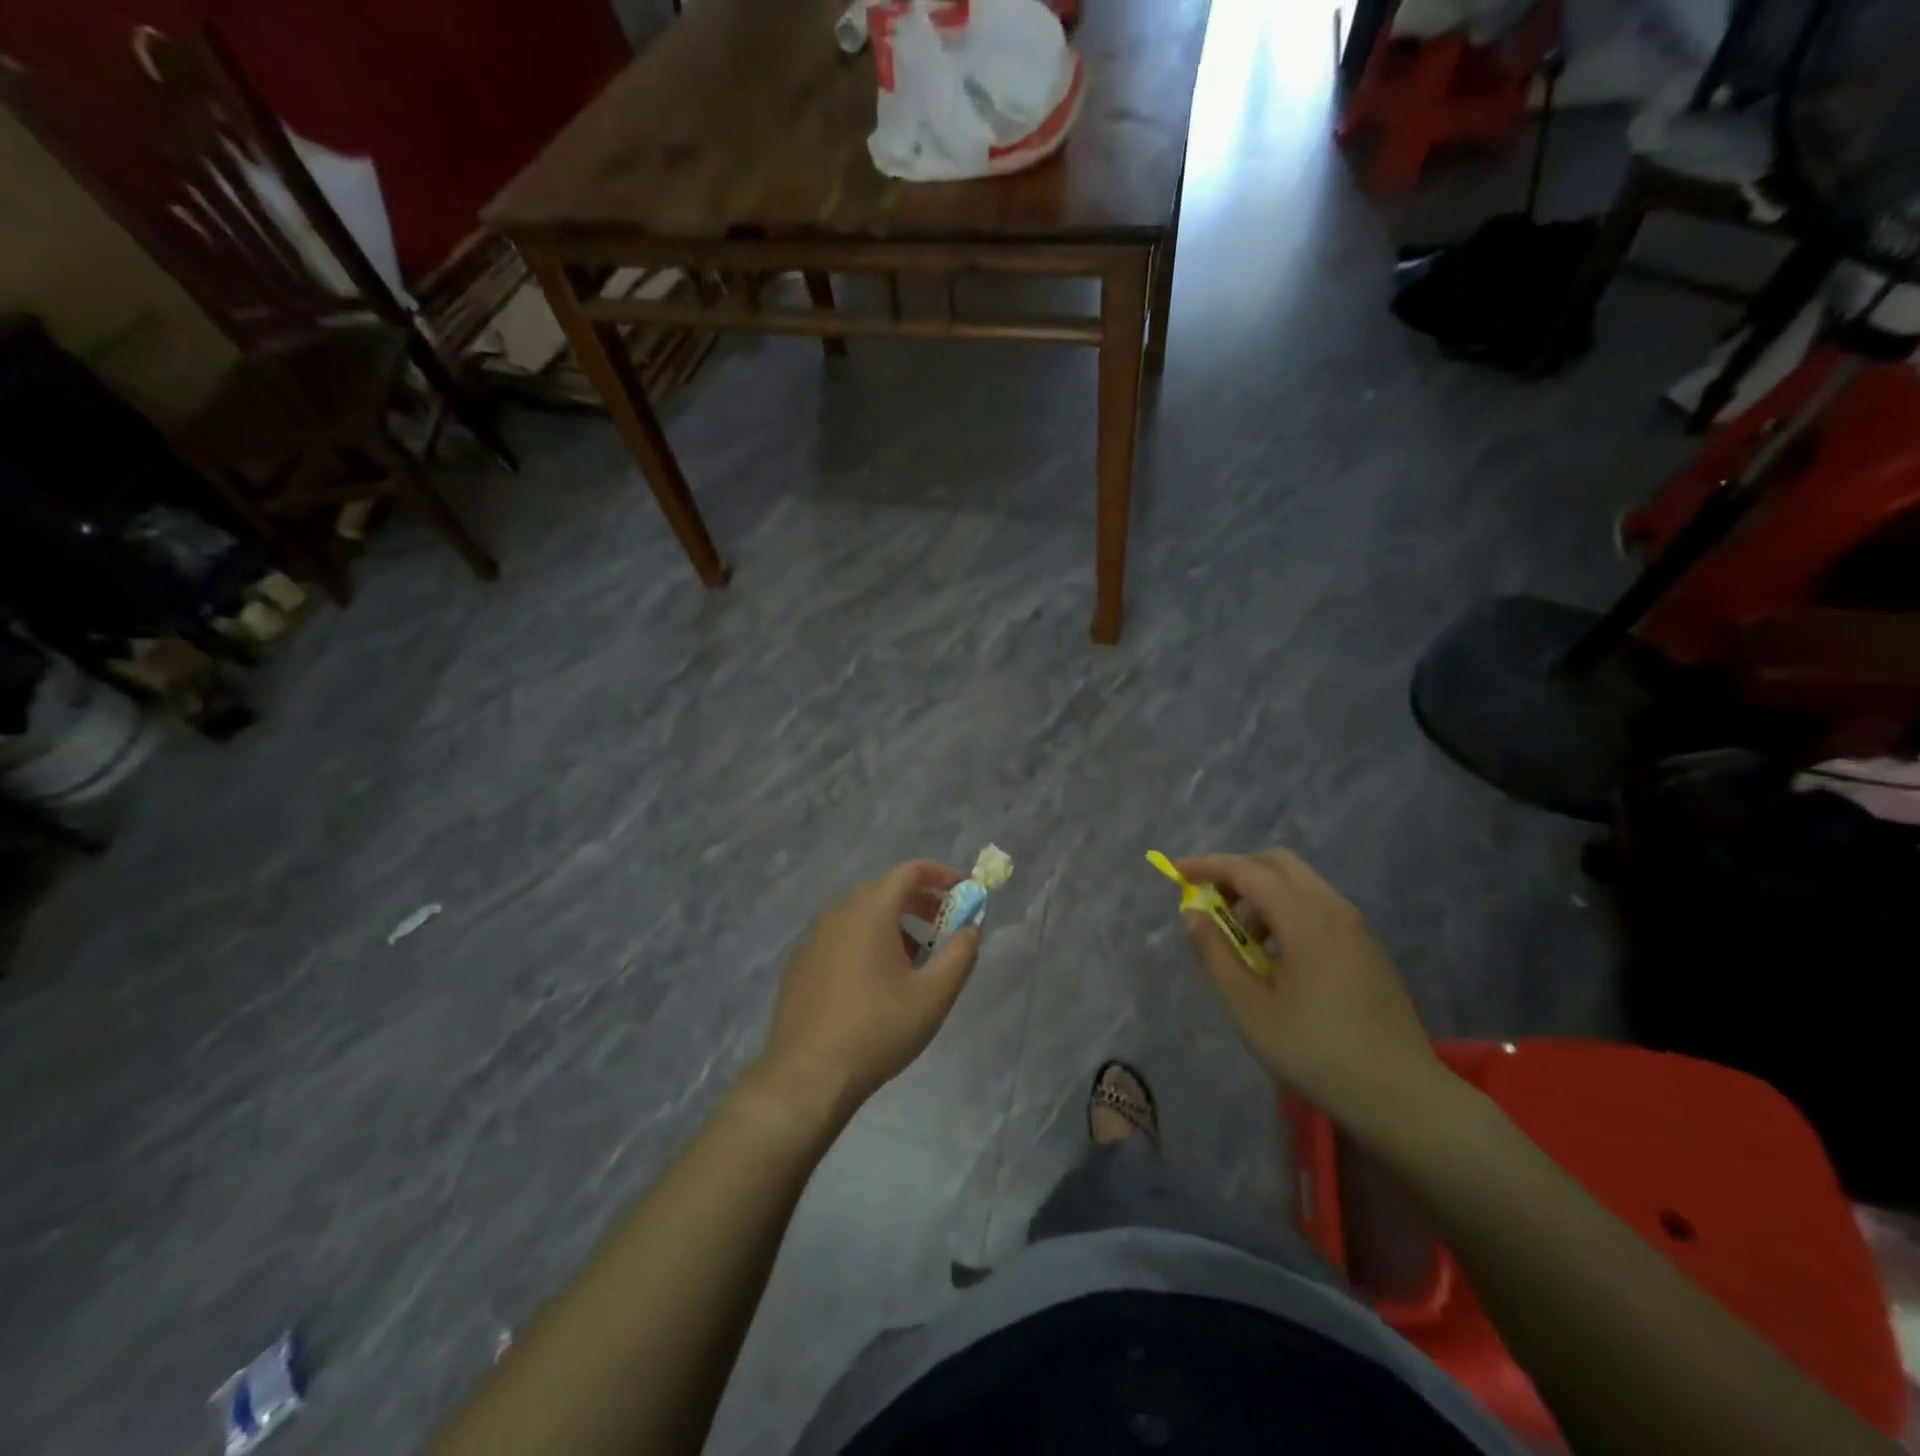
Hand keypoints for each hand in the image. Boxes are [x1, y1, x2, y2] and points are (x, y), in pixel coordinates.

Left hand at [755, 861, 980, 1121]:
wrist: (808, 1075)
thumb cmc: (878, 1029)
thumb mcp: (933, 995)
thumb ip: (960, 954)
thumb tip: (972, 927)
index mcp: (870, 912)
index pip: (908, 871)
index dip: (939, 875)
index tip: (962, 891)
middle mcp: (838, 914)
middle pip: (884, 891)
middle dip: (918, 902)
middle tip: (943, 927)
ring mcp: (813, 939)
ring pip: (860, 916)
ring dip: (892, 925)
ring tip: (913, 960)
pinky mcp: (800, 965)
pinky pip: (839, 939)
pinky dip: (864, 943)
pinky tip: (873, 983)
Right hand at [1179, 850, 1446, 1130]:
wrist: (1402, 1095)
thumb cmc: (1315, 1051)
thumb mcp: (1248, 1008)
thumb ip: (1215, 954)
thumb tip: (1193, 914)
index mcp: (1305, 919)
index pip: (1247, 871)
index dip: (1208, 866)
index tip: (1177, 871)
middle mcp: (1334, 910)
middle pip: (1279, 864)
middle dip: (1238, 872)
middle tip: (1212, 902)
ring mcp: (1357, 928)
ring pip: (1302, 885)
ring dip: (1264, 894)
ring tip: (1244, 941)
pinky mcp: (1368, 948)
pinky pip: (1320, 908)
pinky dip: (1289, 911)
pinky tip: (1279, 959)